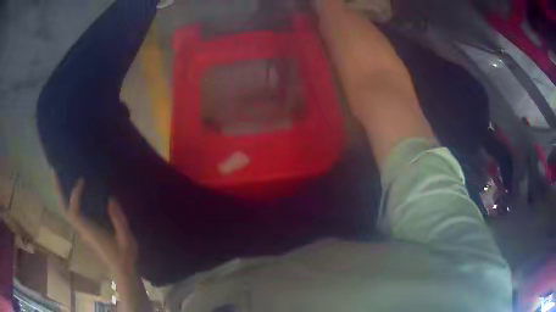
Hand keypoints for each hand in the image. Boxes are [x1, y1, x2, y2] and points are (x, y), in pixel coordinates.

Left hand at [62, 179, 137, 272]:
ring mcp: (82, 230)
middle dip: (58, 191)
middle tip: (54, 171)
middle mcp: (82, 229)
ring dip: (61, 194)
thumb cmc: (124, 256)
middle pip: (64, 210)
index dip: (75, 195)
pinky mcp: (85, 230)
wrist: (122, 270)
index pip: (74, 212)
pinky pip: (72, 212)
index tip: (82, 180)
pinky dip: (68, 200)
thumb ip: (119, 220)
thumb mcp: (126, 239)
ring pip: (66, 211)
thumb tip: (111, 199)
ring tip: (59, 176)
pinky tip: (69, 191)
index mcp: (90, 231)